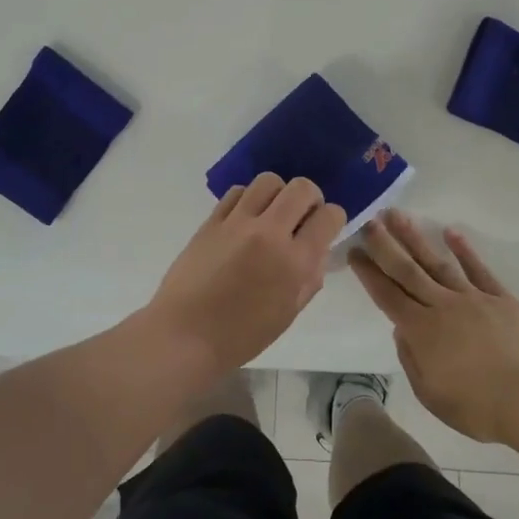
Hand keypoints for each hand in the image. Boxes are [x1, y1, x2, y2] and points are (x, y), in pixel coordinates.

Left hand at [144, 174, 345, 384]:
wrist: (185, 336)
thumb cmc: (242, 335)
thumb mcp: (289, 313)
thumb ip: (310, 277)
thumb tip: (316, 250)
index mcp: (294, 261)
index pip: (329, 216)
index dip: (333, 219)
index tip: (325, 228)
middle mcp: (269, 233)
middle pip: (302, 188)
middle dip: (310, 198)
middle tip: (302, 217)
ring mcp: (237, 223)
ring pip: (268, 181)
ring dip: (278, 194)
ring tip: (271, 214)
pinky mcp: (212, 221)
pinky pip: (237, 192)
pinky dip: (247, 199)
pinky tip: (245, 218)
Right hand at [352, 210, 518, 446]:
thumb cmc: (481, 408)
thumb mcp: (432, 396)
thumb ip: (412, 360)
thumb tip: (402, 329)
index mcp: (422, 331)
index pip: (387, 296)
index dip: (369, 273)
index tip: (354, 251)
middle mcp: (442, 306)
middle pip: (408, 270)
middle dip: (385, 245)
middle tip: (369, 220)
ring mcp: (473, 298)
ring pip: (437, 262)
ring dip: (415, 238)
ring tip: (398, 216)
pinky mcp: (501, 298)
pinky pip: (478, 269)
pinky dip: (464, 249)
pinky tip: (450, 232)